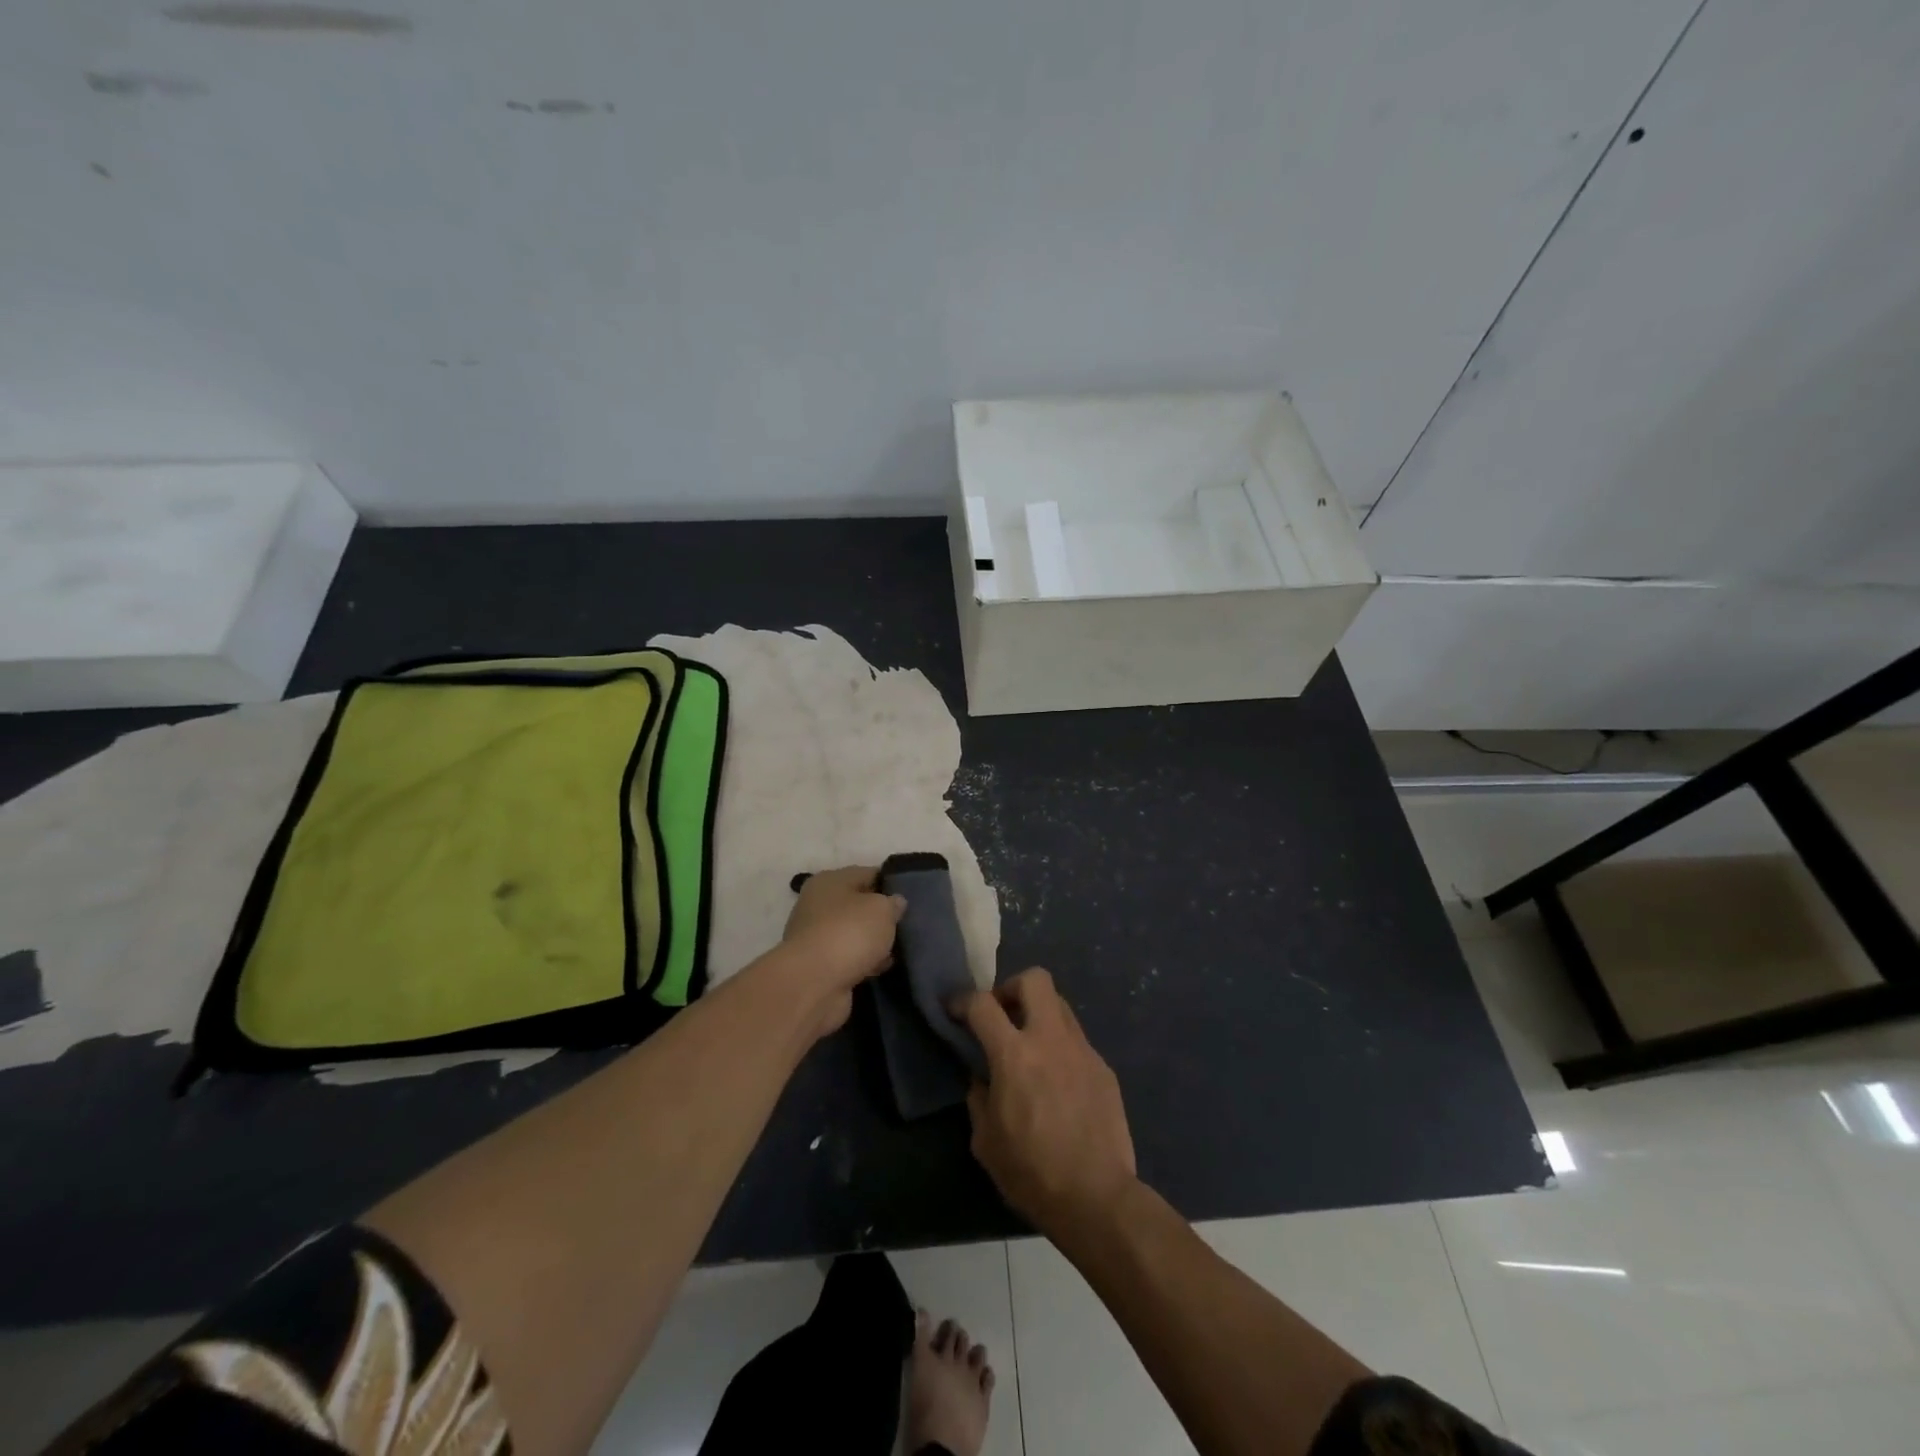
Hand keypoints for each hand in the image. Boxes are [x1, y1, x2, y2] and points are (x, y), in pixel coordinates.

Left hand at [779, 866, 905, 1034]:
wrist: (814, 984)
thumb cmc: (849, 933)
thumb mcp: (882, 909)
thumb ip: (893, 903)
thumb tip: (895, 902)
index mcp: (829, 881)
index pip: (866, 874)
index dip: (889, 883)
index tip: (911, 896)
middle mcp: (818, 905)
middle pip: (858, 906)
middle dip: (881, 916)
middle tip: (907, 925)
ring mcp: (817, 937)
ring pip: (854, 934)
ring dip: (873, 942)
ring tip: (899, 949)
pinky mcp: (820, 966)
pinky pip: (849, 958)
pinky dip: (864, 963)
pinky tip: (882, 968)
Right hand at [955, 969, 1136, 1235]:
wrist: (1097, 1199)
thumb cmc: (1031, 1173)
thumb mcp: (985, 1140)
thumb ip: (979, 1097)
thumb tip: (981, 1076)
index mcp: (1014, 1055)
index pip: (983, 1004)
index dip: (963, 1000)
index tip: (955, 1010)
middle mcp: (1050, 1040)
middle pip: (1034, 980)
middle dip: (1011, 988)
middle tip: (1001, 1015)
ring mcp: (1082, 1050)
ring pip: (1059, 1005)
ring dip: (1038, 1014)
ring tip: (1029, 1047)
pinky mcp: (1104, 1068)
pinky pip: (1076, 1040)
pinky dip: (1060, 1047)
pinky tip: (1056, 1082)